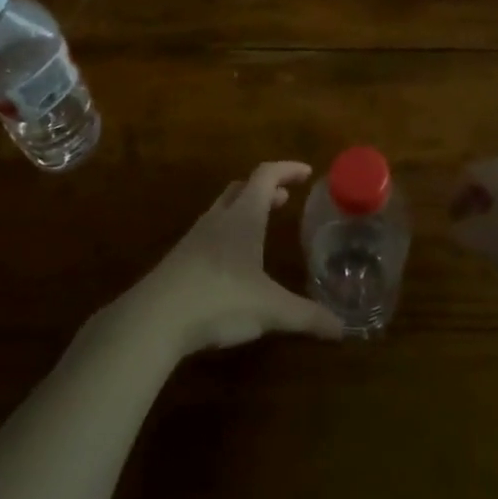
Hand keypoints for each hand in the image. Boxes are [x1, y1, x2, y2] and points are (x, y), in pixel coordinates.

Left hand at [127, 162, 345, 356]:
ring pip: (223, 209)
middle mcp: (219, 218)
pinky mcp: (180, 259)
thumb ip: (307, 316)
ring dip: (244, 210)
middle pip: (242, 188)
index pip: (266, 175)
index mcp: (243, 216)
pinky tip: (232, 261)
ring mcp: (196, 237)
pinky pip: (210, 233)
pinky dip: (227, 233)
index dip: (287, 169)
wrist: (155, 317)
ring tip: (260, 226)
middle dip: (265, 189)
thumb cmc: (219, 298)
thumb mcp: (270, 309)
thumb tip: (342, 329)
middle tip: (284, 199)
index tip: (307, 172)